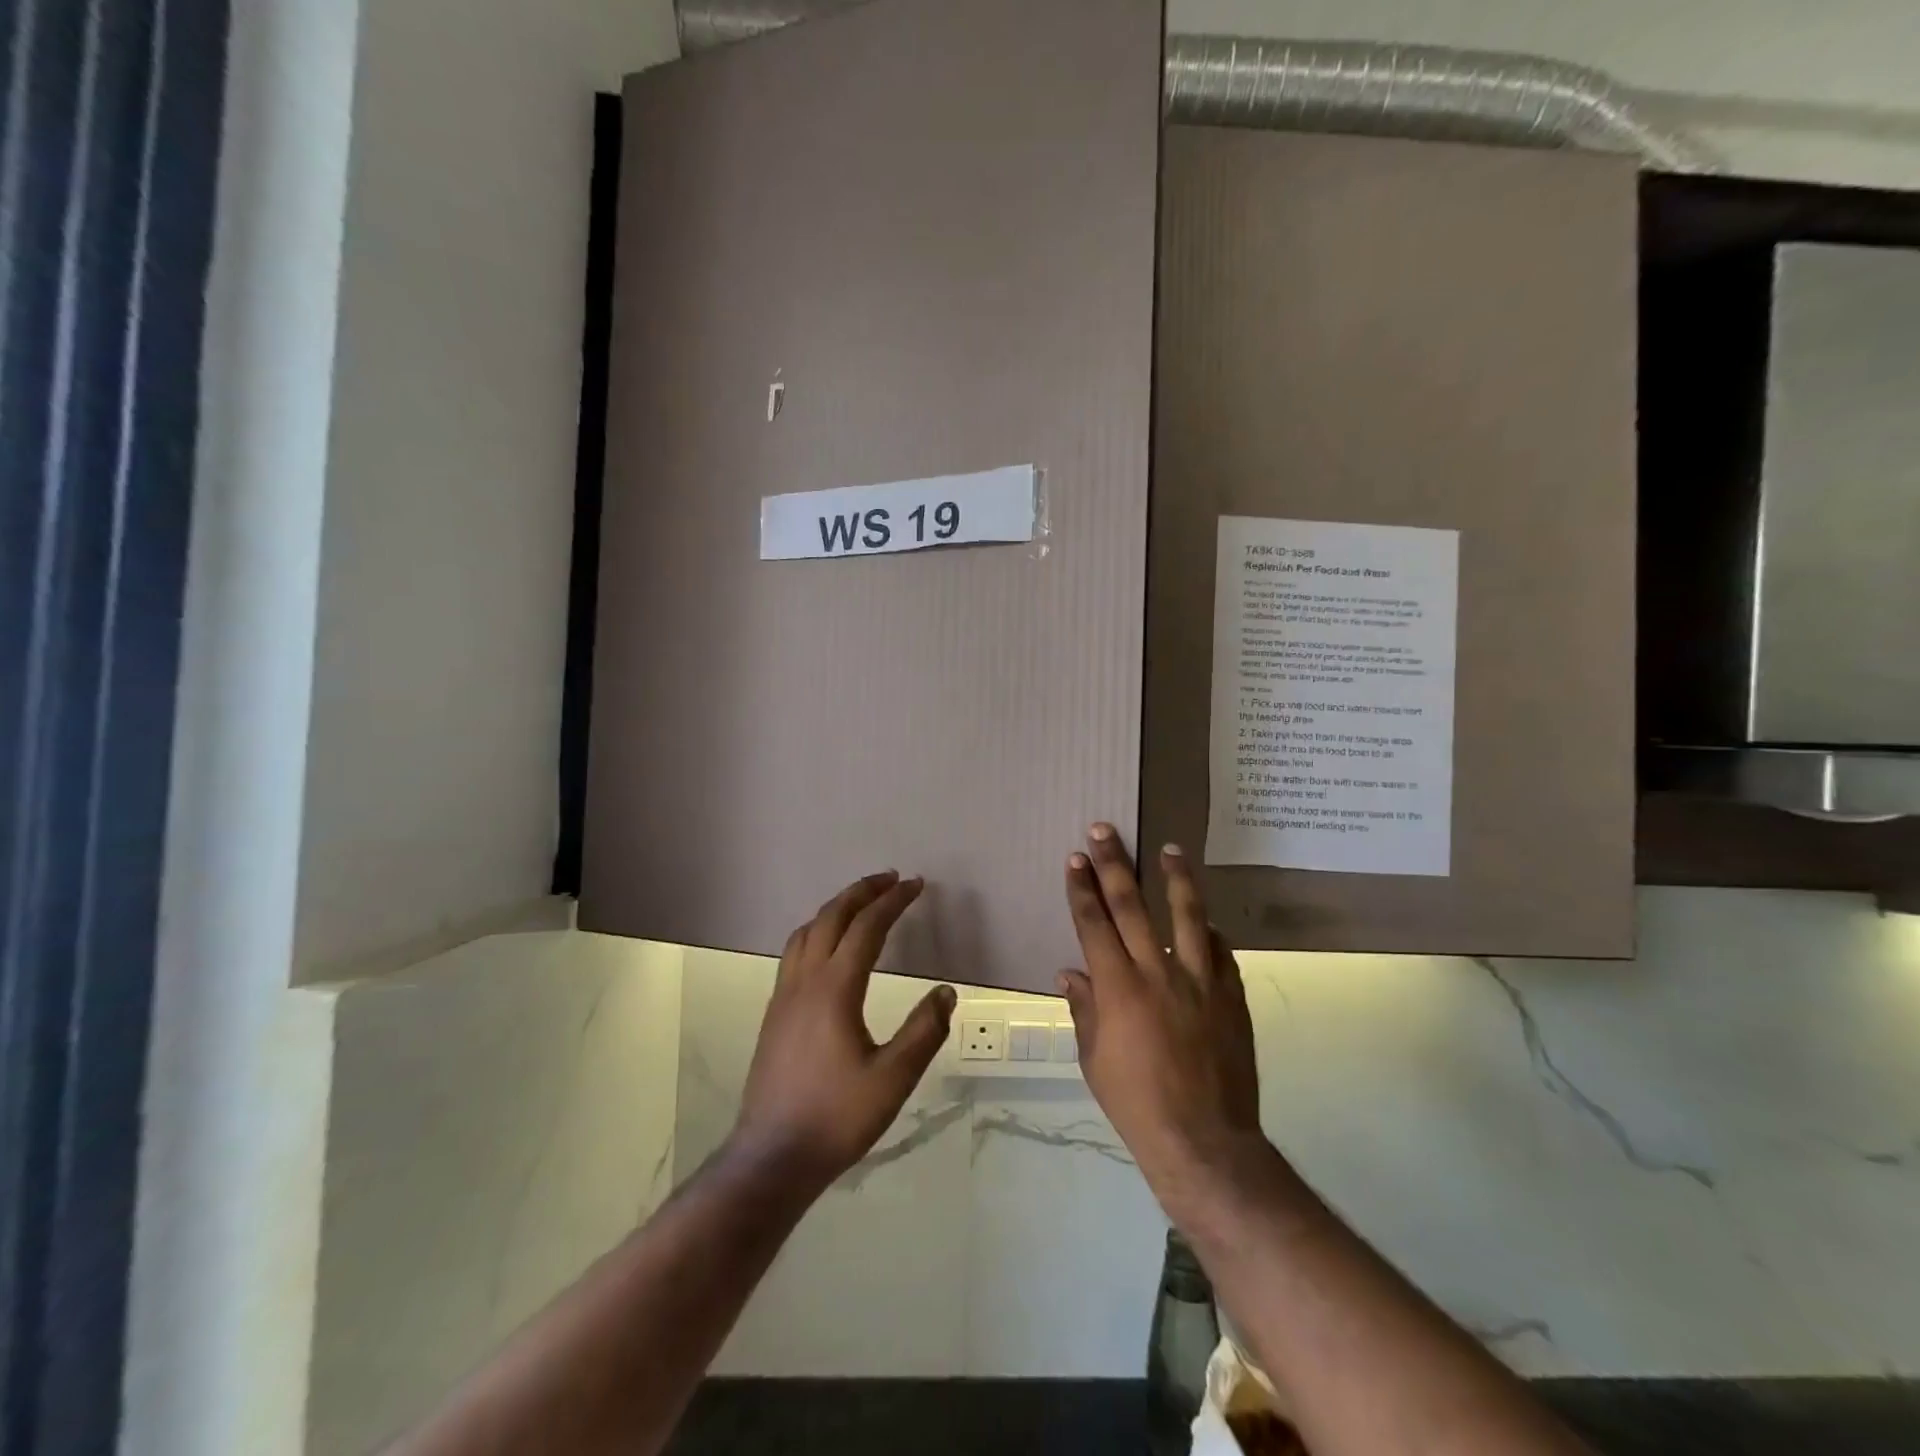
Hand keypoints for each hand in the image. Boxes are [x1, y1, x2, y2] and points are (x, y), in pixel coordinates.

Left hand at [732, 872, 955, 1194]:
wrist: (772, 1157)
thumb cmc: (836, 1117)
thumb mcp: (893, 1079)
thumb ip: (923, 1032)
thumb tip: (946, 992)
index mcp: (835, 989)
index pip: (866, 928)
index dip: (892, 902)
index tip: (915, 884)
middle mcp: (805, 982)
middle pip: (831, 918)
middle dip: (861, 892)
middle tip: (890, 879)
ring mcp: (784, 996)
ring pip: (806, 932)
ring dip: (835, 909)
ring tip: (860, 904)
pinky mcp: (774, 1014)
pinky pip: (795, 952)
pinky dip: (817, 931)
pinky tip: (828, 949)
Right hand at [1058, 826, 1265, 1222]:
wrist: (1204, 1141)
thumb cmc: (1137, 1103)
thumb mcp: (1094, 1060)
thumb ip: (1084, 1010)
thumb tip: (1071, 973)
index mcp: (1119, 988)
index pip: (1094, 925)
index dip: (1082, 889)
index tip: (1075, 859)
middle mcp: (1158, 973)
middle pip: (1133, 907)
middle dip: (1115, 865)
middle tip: (1105, 831)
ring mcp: (1200, 982)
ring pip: (1188, 916)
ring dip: (1176, 879)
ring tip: (1172, 850)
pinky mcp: (1231, 997)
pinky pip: (1221, 953)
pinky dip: (1210, 932)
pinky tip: (1206, 921)